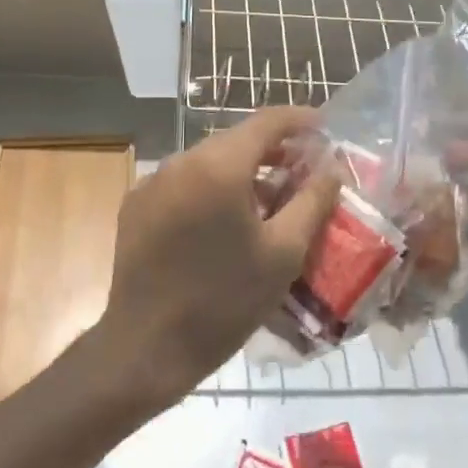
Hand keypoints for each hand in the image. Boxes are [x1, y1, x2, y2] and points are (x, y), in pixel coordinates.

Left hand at [100, 106, 341, 406]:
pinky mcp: (136, 205)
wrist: (147, 347)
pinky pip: (183, 182)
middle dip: (272, 150)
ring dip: (241, 172)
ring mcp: (153, 182)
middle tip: (302, 171)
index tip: (323, 126)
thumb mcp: (283, 254)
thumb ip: (312, 202)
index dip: (298, 119)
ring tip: (270, 201)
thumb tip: (331, 170)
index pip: (265, 122)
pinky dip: (211, 189)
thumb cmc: (225, 302)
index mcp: (218, 167)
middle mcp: (180, 162)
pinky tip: (226, 221)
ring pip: (208, 162)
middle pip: (235, 141)